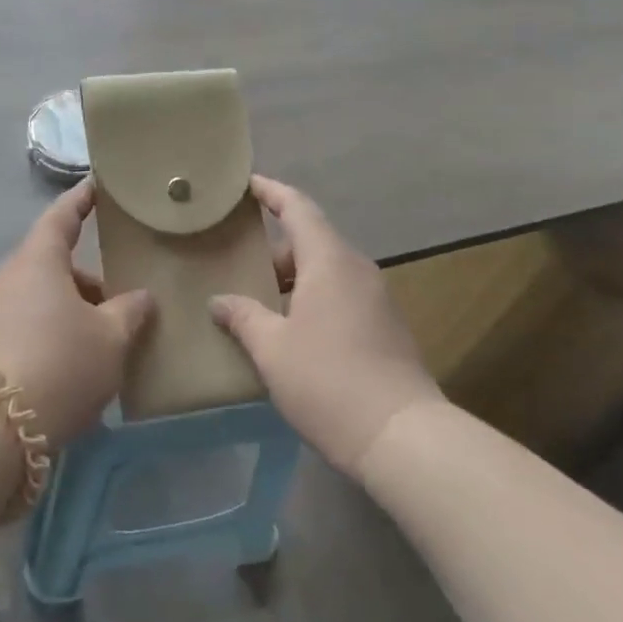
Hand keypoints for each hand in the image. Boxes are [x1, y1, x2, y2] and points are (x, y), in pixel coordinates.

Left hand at [0, 180, 155, 452]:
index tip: (96, 187)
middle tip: (122, 298)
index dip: (81, 200)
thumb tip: (141, 297)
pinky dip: (55, 331)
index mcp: (38, 260)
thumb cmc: (60, 362)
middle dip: (89, 279)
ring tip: (105, 340)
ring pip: (43, 298)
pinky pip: (29, 324)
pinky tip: (76, 363)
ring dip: (73, 310)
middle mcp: (10, 278)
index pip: (62, 216)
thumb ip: (129, 311)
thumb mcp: (110, 338)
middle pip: (55, 264)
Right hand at [210, 175, 439, 475]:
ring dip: (291, 278)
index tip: (245, 183)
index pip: (297, 208)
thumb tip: (218, 301)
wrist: (403, 438)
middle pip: (310, 241)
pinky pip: (340, 295)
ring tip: (255, 298)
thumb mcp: (272, 349)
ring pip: (325, 271)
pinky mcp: (385, 327)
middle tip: (235, 260)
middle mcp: (356, 269)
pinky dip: (310, 298)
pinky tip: (289, 329)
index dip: (270, 191)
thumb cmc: (329, 381)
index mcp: (329, 260)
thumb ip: (243, 317)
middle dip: (272, 248)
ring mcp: (376, 299)